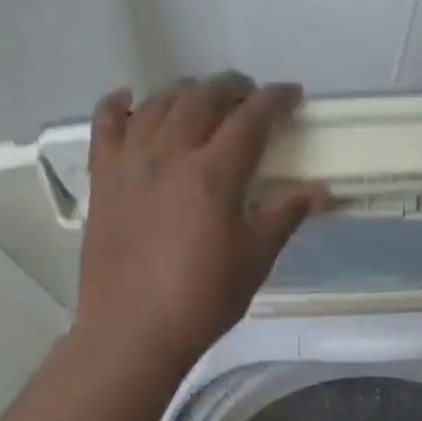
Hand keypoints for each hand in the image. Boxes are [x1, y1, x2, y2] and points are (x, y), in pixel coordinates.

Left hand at [75, 74, 325, 366]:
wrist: (132, 332)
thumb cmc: (200, 301)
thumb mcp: (253, 261)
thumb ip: (283, 216)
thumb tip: (319, 192)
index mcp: (212, 175)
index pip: (250, 119)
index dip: (275, 100)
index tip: (291, 95)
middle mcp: (169, 156)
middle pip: (202, 99)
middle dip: (232, 89)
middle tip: (249, 96)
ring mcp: (129, 163)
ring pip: (157, 103)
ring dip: (185, 91)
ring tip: (202, 97)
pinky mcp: (102, 179)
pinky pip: (104, 125)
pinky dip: (117, 105)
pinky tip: (129, 99)